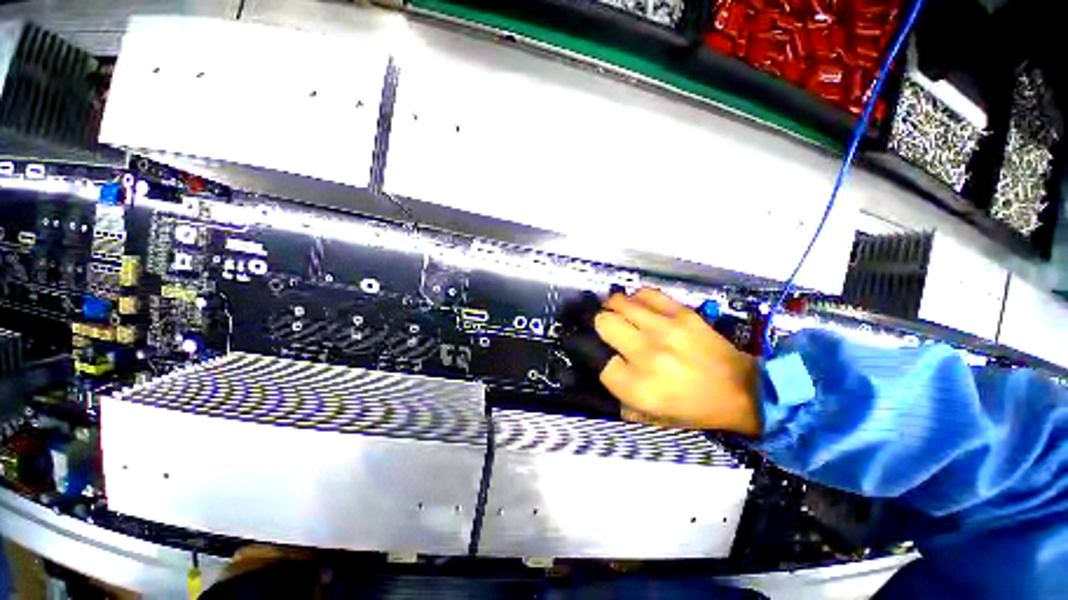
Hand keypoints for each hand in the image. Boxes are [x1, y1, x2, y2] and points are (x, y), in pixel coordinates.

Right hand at [594, 288, 760, 435]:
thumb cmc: (695, 409)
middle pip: (604, 323)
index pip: (599, 362)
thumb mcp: (653, 418)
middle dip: (601, 326)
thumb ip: (621, 399)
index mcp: (639, 386)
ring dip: (614, 307)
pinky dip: (637, 298)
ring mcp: (665, 329)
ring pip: (620, 302)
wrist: (745, 391)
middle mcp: (647, 354)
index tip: (605, 356)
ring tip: (619, 313)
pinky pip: (646, 293)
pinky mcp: (683, 313)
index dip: (598, 357)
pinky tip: (640, 306)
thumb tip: (604, 371)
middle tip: (609, 330)